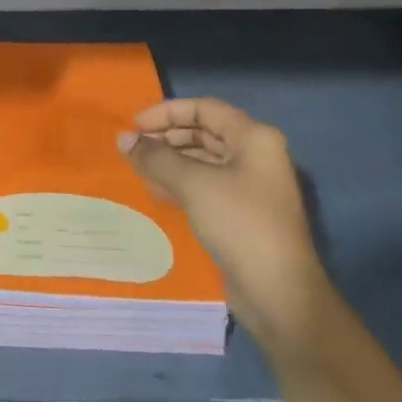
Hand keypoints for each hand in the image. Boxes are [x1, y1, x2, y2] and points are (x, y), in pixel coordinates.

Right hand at [118, 97, 325, 344]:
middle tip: (132, 149)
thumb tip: (123, 140)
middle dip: (166, 137)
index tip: (135, 127)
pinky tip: (156, 192)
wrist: (279, 294)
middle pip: (203, 132)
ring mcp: (250, 186)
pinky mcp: (241, 213)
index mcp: (254, 138)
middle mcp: (255, 155)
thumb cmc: (240, 224)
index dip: (166, 113)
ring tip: (138, 169)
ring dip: (169, 161)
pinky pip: (205, 186)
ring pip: (202, 160)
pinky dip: (180, 183)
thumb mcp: (193, 184)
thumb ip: (155, 158)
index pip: (204, 108)